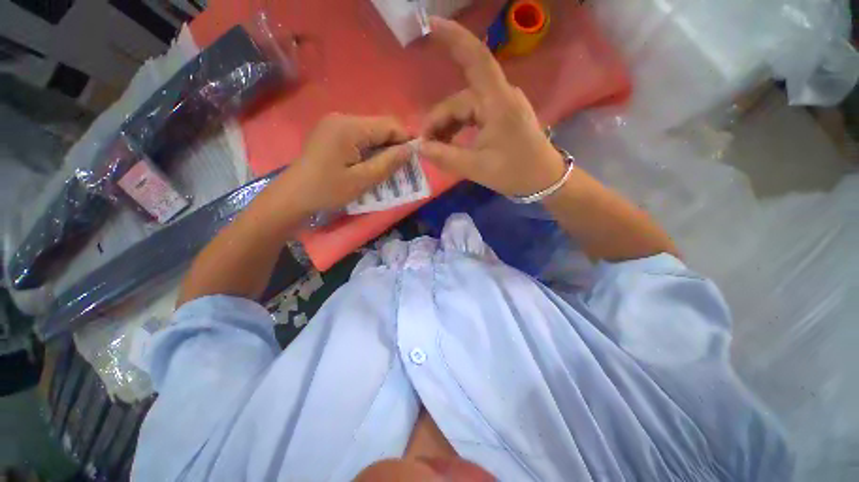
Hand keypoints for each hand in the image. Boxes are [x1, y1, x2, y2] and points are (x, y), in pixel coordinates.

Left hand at [288, 113, 412, 212]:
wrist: (293, 196)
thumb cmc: (328, 190)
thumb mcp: (363, 180)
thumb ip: (388, 163)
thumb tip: (410, 149)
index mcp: (350, 127)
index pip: (389, 124)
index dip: (405, 139)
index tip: (414, 159)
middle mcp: (342, 118)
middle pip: (380, 126)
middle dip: (394, 145)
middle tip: (402, 167)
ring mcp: (335, 124)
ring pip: (371, 132)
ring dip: (383, 148)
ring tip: (388, 168)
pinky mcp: (331, 132)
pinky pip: (359, 136)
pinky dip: (370, 149)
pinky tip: (371, 164)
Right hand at [420, 17, 564, 196]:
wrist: (545, 180)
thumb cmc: (515, 172)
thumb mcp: (477, 168)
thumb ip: (446, 156)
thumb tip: (420, 147)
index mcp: (498, 103)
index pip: (476, 59)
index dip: (454, 39)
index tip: (431, 24)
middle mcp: (501, 97)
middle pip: (461, 99)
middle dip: (440, 120)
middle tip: (425, 144)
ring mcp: (502, 105)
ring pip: (466, 108)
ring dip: (448, 125)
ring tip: (436, 147)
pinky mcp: (502, 115)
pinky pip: (474, 115)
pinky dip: (460, 128)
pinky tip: (451, 143)